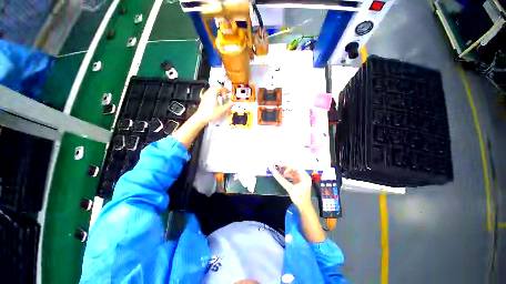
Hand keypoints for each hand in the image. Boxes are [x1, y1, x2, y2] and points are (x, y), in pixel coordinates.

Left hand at [193, 87, 233, 123]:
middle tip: (226, 94)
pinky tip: (217, 100)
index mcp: (213, 94)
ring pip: (212, 90)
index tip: (229, 93)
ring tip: (222, 97)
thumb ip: (228, 105)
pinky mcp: (204, 99)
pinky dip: (214, 95)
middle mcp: (208, 93)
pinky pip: (209, 93)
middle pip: (215, 87)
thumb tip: (233, 103)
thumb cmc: (210, 114)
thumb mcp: (221, 110)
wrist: (201, 118)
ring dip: (218, 92)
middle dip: (221, 90)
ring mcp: (205, 96)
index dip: (225, 90)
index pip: (220, 87)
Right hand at [271, 165, 312, 208]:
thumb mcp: (290, 188)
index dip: (289, 166)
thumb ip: (282, 180)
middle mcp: (304, 176)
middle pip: (295, 168)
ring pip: (293, 172)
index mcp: (305, 177)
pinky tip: (282, 175)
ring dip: (286, 171)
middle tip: (279, 166)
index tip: (281, 166)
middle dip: (287, 167)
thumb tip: (274, 173)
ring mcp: (301, 179)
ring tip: (279, 170)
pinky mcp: (298, 182)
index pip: (297, 167)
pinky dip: (287, 175)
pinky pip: (292, 176)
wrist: (304, 207)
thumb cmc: (299, 198)